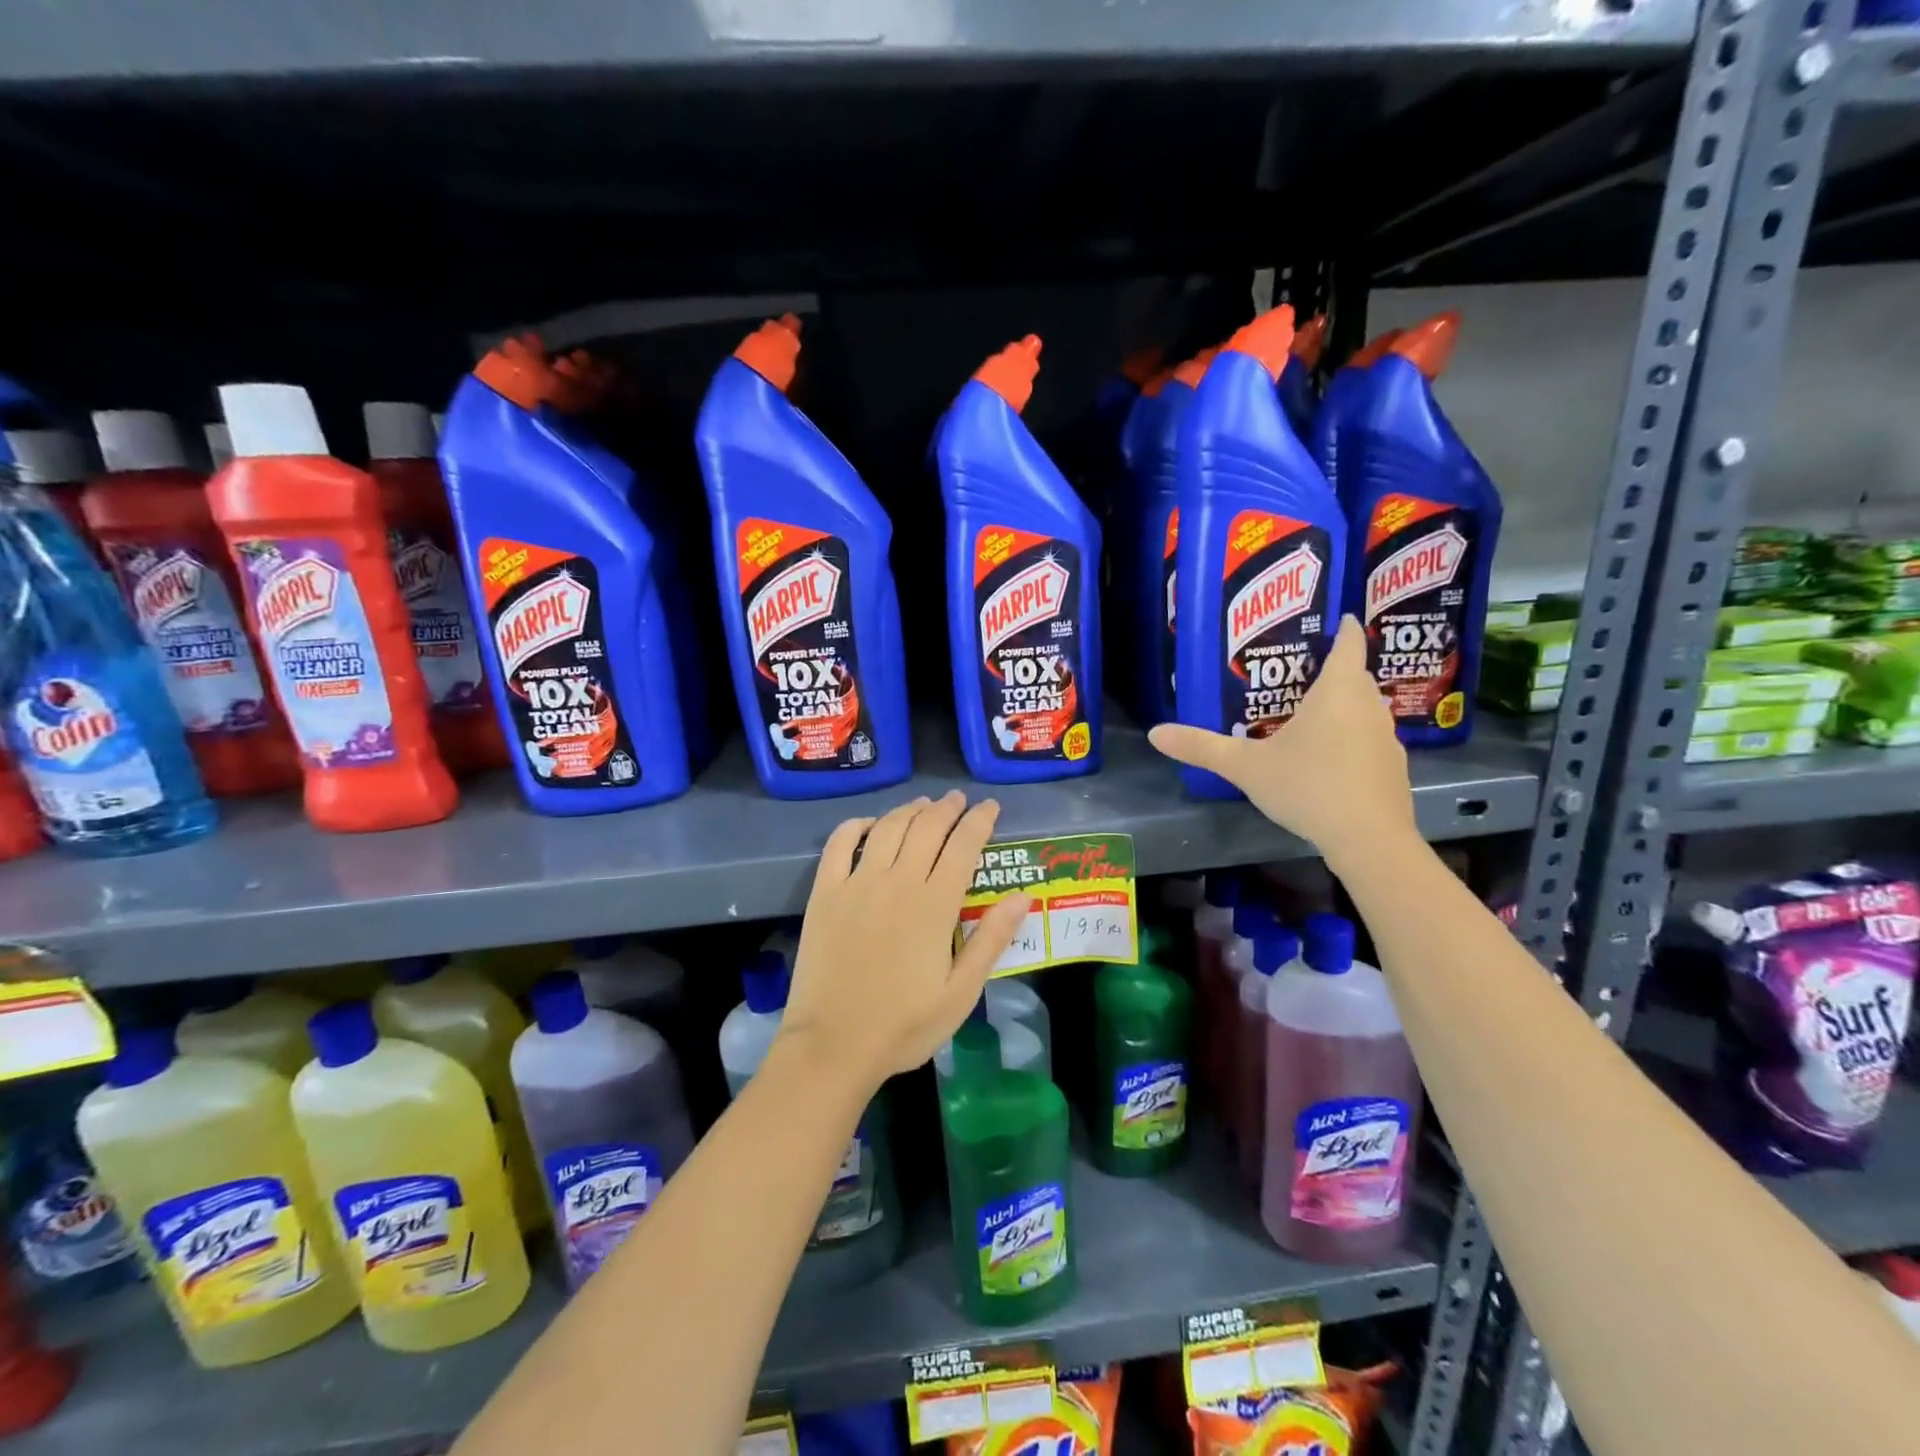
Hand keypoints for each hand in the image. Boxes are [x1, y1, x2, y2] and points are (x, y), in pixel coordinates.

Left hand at [781, 790, 1031, 1091]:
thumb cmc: (904, 1025)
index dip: (979, 821)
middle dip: (947, 808)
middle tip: (959, 800)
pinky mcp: (825, 892)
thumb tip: (1023, 896)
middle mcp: (898, 882)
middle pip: (927, 827)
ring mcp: (857, 883)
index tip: (990, 807)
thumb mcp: (961, 993)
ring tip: (924, 804)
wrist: (832, 1046)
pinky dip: (857, 825)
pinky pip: (840, 843)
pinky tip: (870, 824)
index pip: (963, 846)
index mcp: (935, 905)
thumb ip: (991, 940)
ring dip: (910, 810)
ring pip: (888, 828)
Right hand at [1147, 616, 1415, 865]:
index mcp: (1338, 692)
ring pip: (1365, 709)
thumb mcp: (1246, 767)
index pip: (1348, 644)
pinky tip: (1330, 760)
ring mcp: (1387, 738)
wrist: (1369, 840)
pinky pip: (1371, 740)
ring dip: (1345, 706)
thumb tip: (1155, 733)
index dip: (1341, 628)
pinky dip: (1353, 739)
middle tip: (1300, 672)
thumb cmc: (1308, 787)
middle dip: (1335, 669)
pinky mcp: (1393, 768)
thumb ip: (1202, 748)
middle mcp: (1369, 706)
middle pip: (1356, 676)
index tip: (1334, 619)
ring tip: (1312, 715)